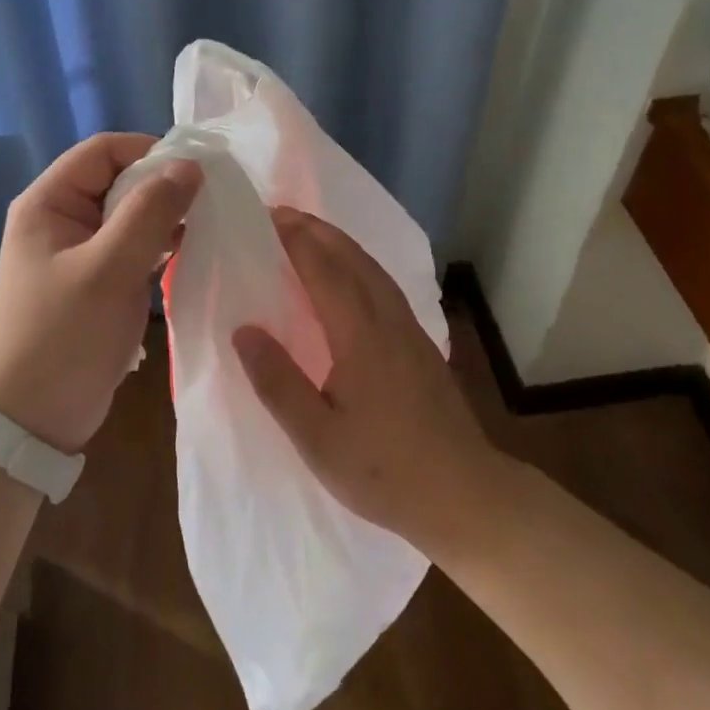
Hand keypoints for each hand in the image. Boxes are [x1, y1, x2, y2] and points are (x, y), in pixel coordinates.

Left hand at [0, 133, 200, 454]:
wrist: (33, 419)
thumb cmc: (64, 336)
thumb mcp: (109, 269)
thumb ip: (150, 213)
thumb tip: (189, 166)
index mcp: (49, 203)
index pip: (103, 151)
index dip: (149, 151)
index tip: (196, 171)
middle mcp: (61, 218)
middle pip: (119, 179)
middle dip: (163, 185)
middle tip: (209, 200)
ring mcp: (79, 251)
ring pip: (130, 213)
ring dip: (165, 216)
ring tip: (206, 225)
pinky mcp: (96, 280)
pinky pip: (132, 245)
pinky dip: (159, 244)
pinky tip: (188, 253)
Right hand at [233, 206, 502, 554]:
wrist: (466, 495)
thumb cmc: (385, 471)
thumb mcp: (318, 438)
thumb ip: (278, 382)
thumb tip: (244, 329)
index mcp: (361, 337)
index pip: (324, 272)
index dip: (296, 241)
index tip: (268, 217)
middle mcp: (388, 321)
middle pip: (353, 259)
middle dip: (317, 231)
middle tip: (283, 214)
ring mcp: (411, 332)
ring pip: (374, 270)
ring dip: (341, 243)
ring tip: (312, 234)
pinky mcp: (422, 346)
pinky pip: (385, 287)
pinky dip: (361, 265)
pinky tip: (352, 279)